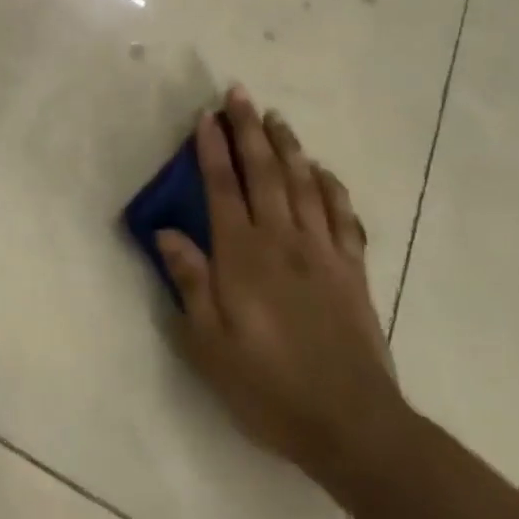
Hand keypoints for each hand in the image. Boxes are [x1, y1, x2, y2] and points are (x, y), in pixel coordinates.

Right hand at [156, 86, 405, 488]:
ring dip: (289, 147)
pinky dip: (332, 187)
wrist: (352, 425)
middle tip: (239, 93)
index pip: (223, 187)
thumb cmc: (267, 386)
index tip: (205, 116)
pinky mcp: (352, 271)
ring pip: (304, 185)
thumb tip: (166, 233)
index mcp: (243, 256)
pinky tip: (323, 171)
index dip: (212, 149)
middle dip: (249, 130)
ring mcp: (323, 253)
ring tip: (276, 117)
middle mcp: (282, 241)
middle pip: (265, 173)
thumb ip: (190, 282)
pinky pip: (343, 217)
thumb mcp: (209, 344)